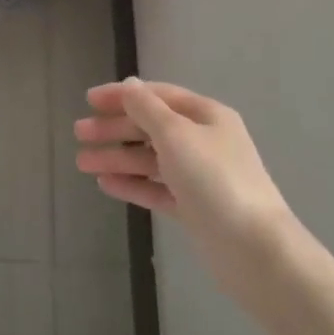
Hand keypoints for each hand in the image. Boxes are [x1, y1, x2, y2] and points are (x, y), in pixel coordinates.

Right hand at [75, 79, 296, 314]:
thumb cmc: (214, 180)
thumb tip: (129, 85)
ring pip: (150, 159)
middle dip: (115, 128)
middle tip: (79, 133)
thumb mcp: (176, 134)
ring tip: (82, 163)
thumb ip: (147, 108)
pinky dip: (132, 183)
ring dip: (117, 157)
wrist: (254, 249)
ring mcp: (200, 177)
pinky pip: (156, 188)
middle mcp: (204, 141)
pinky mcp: (194, 208)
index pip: (158, 95)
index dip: (122, 95)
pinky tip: (106, 184)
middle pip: (151, 127)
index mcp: (206, 116)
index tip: (88, 100)